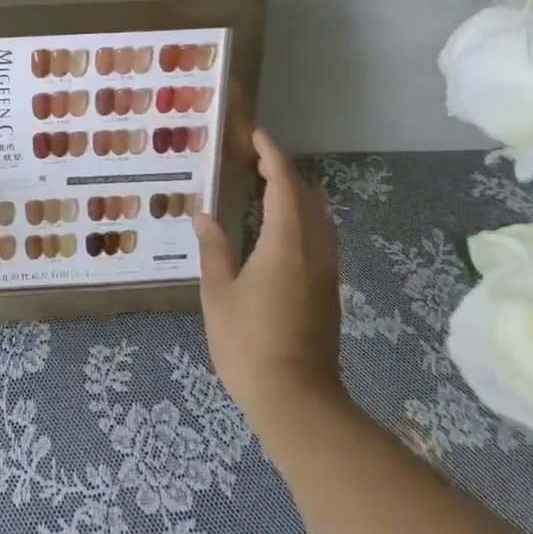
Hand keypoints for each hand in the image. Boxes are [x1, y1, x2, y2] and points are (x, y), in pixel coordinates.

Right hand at [193, 128, 347, 431]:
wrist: (297, 399)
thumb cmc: (248, 342)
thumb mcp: (218, 292)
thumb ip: (213, 248)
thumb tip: (204, 214)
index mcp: (286, 242)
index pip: (283, 183)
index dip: (271, 154)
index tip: (255, 134)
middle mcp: (314, 247)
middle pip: (306, 195)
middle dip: (283, 170)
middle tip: (253, 157)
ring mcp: (326, 269)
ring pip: (318, 215)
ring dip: (295, 193)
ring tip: (264, 185)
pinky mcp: (328, 288)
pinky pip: (319, 235)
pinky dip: (301, 215)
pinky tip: (278, 226)